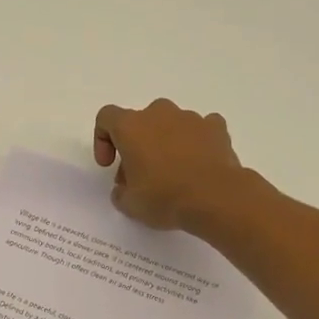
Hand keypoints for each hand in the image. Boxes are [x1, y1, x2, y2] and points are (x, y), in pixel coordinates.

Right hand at [94, 98, 242, 230]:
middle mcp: (159, 114)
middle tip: (141, 176)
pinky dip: (195, 143)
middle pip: (140, 122)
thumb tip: (125, 188)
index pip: (106, 117)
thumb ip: (120, 192)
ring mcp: (190, 118)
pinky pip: (199, 129)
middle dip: (137, 146)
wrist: (216, 198)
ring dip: (165, 143)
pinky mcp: (216, 128)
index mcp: (131, 126)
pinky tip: (198, 165)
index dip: (103, 140)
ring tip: (173, 174)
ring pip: (170, 125)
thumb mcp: (130, 204)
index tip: (109, 164)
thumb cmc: (164, 197)